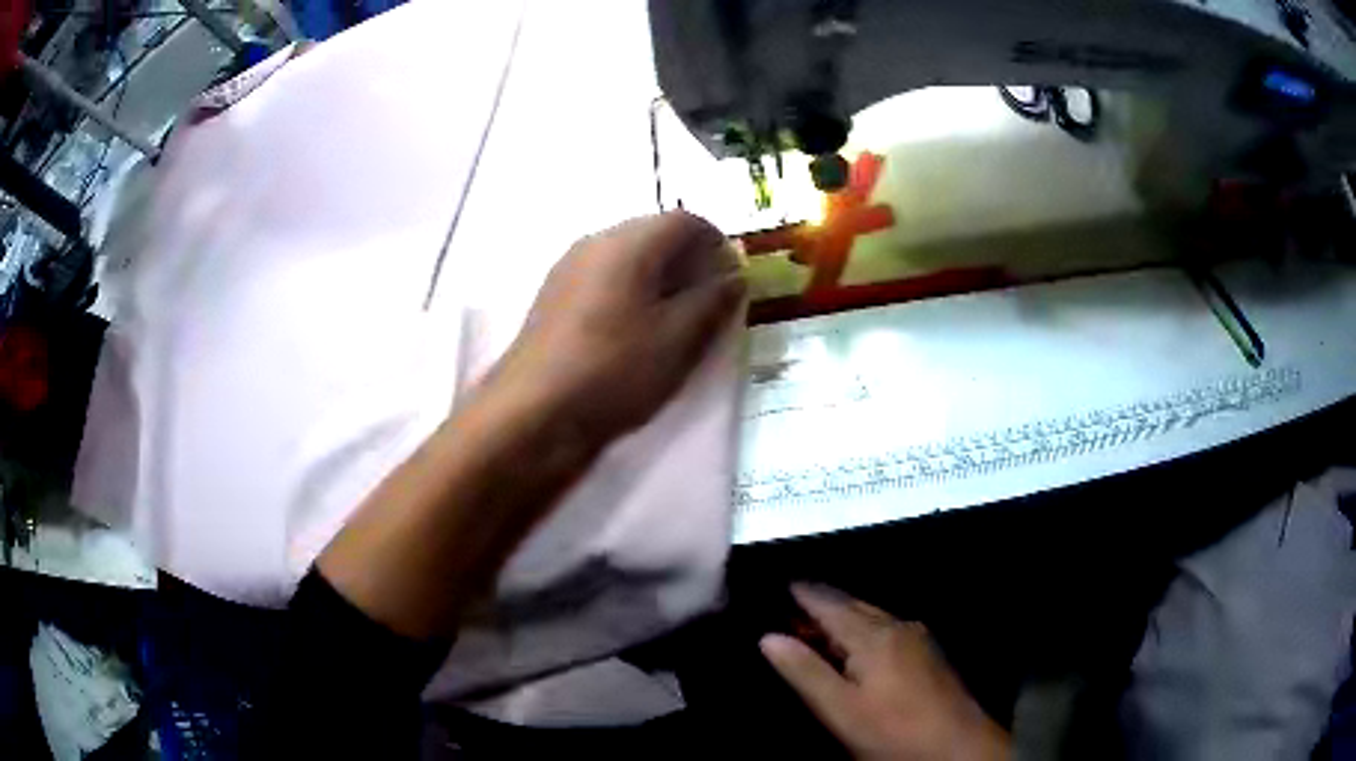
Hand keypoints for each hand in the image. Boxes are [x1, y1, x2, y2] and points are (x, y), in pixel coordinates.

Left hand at [495, 211, 744, 443]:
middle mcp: (596, 240)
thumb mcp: (679, 339)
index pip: (687, 221)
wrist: (533, 412)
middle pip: (655, 233)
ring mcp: (568, 267)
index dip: (718, 245)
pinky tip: (633, 332)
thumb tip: (734, 275)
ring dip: (659, 277)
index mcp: (630, 241)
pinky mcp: (553, 296)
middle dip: (689, 260)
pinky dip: (630, 292)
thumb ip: (713, 300)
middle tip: (708, 303)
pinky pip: (604, 277)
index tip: (732, 283)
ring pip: (628, 256)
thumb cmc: (615, 370)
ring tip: (674, 322)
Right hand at [761, 584, 1009, 760]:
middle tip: (790, 609)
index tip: (781, 585)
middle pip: (853, 606)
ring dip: (842, 619)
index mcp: (874, 636)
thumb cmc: (893, 730)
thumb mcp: (840, 709)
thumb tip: (768, 637)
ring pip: (871, 617)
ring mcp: (917, 638)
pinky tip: (854, 649)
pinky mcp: (927, 653)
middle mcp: (898, 626)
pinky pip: (886, 629)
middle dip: (822, 605)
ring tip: (815, 628)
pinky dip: (861, 631)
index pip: (830, 604)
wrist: (957, 744)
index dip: (804, 594)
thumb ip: (805, 671)